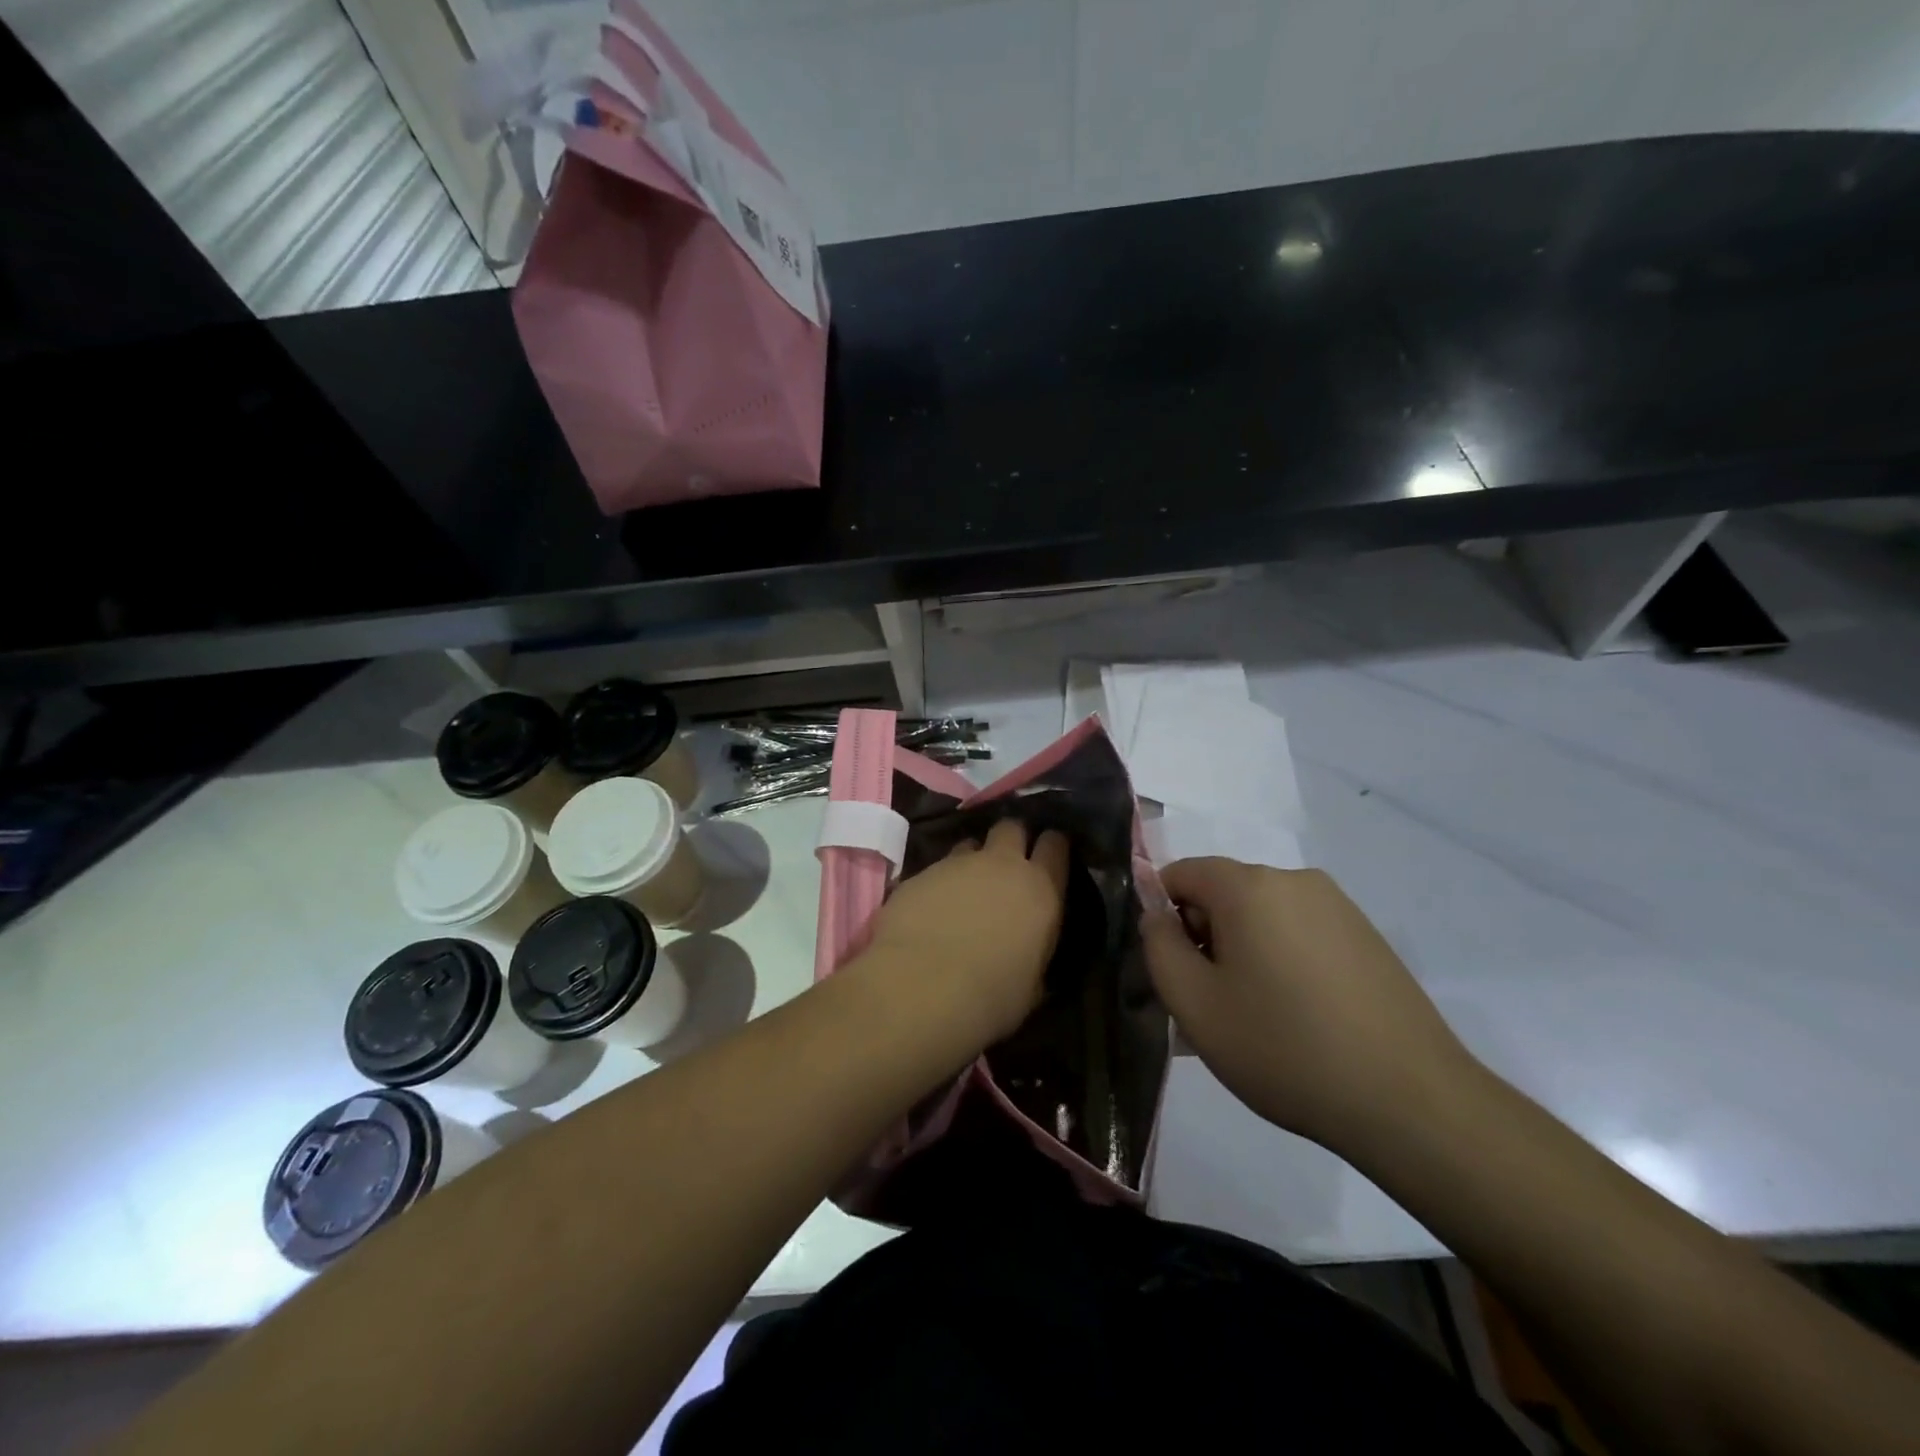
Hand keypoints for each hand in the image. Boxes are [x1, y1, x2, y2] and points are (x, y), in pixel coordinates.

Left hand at [863, 819, 1069, 1043]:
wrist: (920, 988)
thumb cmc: (990, 997)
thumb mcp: (1032, 986)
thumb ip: (1036, 955)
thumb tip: (1032, 953)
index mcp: (1040, 889)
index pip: (1055, 845)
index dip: (1054, 845)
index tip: (1051, 855)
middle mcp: (1001, 864)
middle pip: (1012, 828)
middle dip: (1013, 839)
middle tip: (1008, 863)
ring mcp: (957, 864)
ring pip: (971, 844)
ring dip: (974, 860)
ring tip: (966, 888)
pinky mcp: (920, 872)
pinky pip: (937, 868)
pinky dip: (940, 883)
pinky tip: (932, 909)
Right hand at [1140, 858, 1477, 1154]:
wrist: (1410, 1102)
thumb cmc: (1284, 1048)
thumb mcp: (1194, 1004)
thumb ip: (1158, 946)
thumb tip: (1157, 914)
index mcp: (1249, 886)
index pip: (1180, 874)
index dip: (1162, 917)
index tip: (1174, 971)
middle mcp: (1294, 880)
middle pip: (1223, 894)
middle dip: (1204, 938)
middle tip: (1209, 1005)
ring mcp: (1338, 907)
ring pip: (1262, 917)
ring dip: (1242, 954)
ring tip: (1253, 1019)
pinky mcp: (1367, 936)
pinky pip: (1300, 933)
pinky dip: (1281, 962)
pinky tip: (1296, 1019)